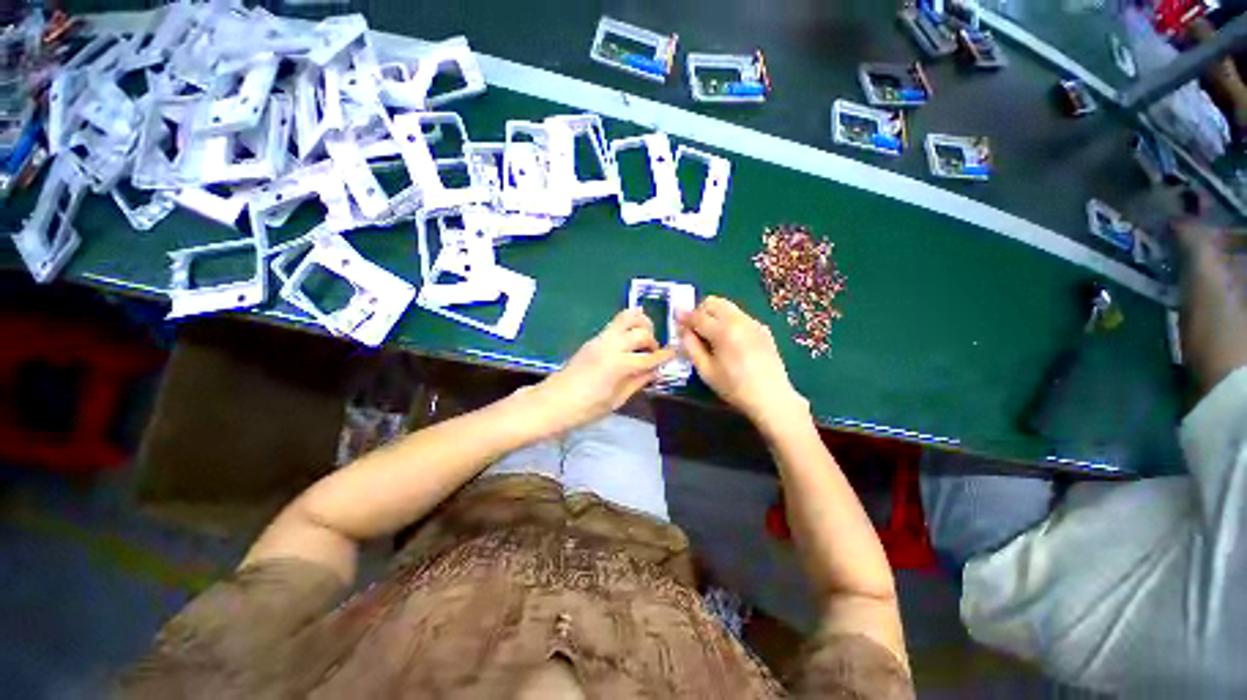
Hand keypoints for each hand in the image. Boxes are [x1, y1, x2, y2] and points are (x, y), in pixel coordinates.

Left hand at [534, 309, 674, 431]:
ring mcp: (600, 339)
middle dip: (652, 340)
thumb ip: (638, 382)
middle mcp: (611, 345)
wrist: (551, 402)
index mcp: (618, 364)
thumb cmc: (584, 409)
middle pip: (640, 330)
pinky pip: (616, 324)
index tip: (675, 353)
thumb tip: (654, 371)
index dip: (664, 356)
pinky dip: (628, 327)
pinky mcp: (593, 339)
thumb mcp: (616, 400)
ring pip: (627, 317)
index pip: (649, 356)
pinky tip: (630, 343)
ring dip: (641, 325)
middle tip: (653, 353)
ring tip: (643, 340)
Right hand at [677, 296, 808, 428]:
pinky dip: (730, 321)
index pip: (697, 315)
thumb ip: (691, 347)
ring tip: (712, 335)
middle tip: (695, 328)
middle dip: (700, 311)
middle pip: (714, 302)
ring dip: (715, 315)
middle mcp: (739, 320)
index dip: (684, 317)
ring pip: (728, 307)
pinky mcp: (763, 329)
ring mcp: (754, 322)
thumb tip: (684, 330)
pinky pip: (741, 316)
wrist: (771, 397)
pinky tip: (731, 342)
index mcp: (723, 331)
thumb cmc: (734, 387)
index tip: (677, 321)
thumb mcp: (706, 371)